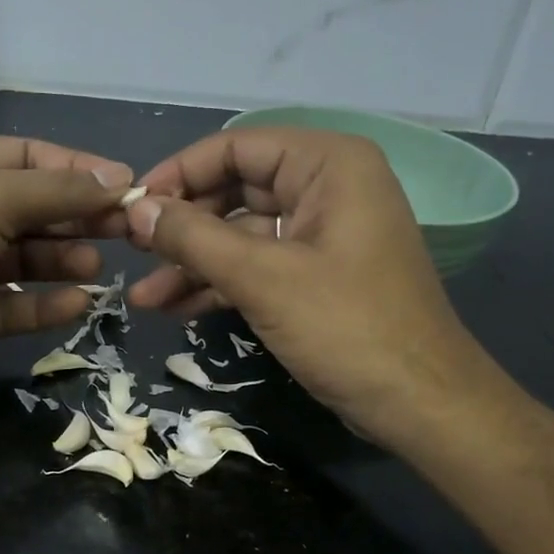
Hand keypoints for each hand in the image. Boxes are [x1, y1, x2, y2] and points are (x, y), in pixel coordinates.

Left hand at [0, 136, 129, 406]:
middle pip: (30, 209)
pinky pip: (11, 306)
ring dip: (61, 261)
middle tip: (127, 231)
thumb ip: (53, 190)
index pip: (27, 158)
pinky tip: (78, 305)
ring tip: (95, 268)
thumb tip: (117, 179)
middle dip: (76, 218)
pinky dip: (43, 306)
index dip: (78, 169)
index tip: (127, 187)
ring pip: (23, 260)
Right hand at [125, 127, 512, 450]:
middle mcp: (327, 188)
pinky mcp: (317, 276)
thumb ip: (194, 238)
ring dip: (193, 263)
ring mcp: (323, 234)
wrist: (421, 405)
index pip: (236, 147)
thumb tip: (135, 209)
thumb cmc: (347, 328)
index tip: (131, 209)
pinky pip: (258, 266)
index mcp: (328, 165)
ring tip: (143, 297)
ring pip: (241, 235)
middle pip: (235, 190)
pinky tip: (176, 308)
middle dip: (182, 227)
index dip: (179, 174)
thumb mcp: (263, 278)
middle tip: (132, 253)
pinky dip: (219, 284)